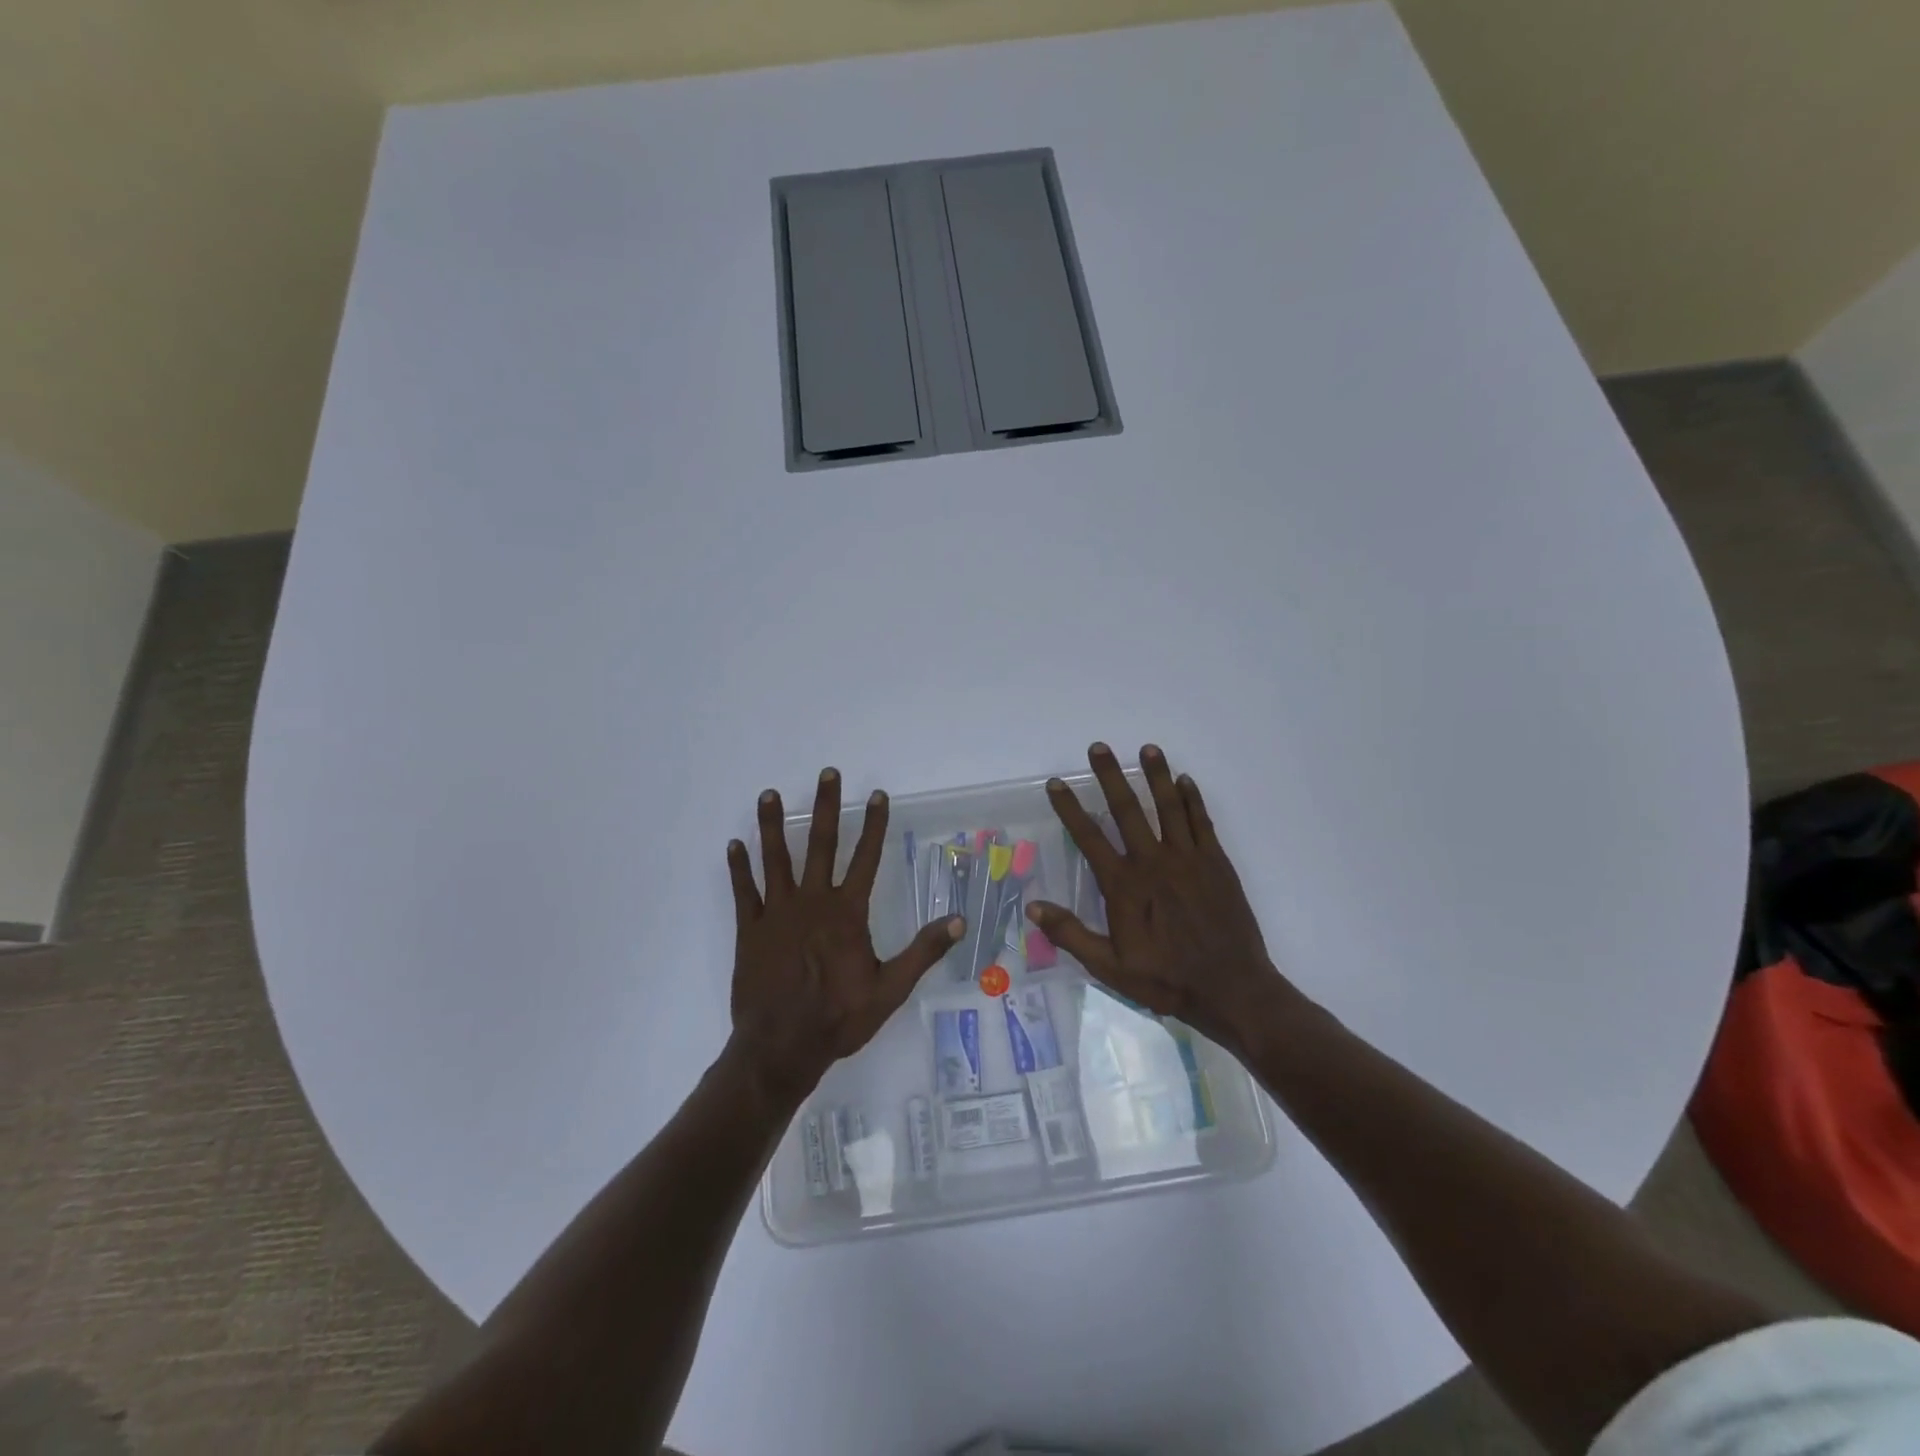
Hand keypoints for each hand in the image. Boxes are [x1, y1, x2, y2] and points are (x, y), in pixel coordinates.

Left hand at [727, 768, 963, 1104]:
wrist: (781, 1047)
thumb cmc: (839, 1018)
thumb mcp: (890, 989)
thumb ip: (923, 952)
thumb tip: (959, 921)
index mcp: (847, 913)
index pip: (866, 858)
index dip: (874, 825)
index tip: (876, 795)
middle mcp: (812, 902)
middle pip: (821, 844)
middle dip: (827, 806)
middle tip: (827, 773)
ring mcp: (777, 913)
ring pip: (776, 858)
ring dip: (773, 825)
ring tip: (769, 794)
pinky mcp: (750, 929)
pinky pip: (743, 891)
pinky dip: (739, 868)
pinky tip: (734, 844)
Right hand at [1026, 743, 1291, 1056]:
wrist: (1231, 988)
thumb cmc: (1166, 979)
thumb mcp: (1109, 967)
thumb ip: (1071, 934)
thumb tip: (1033, 908)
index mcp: (1124, 885)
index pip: (1089, 837)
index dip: (1070, 808)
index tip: (1057, 783)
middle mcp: (1153, 862)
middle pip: (1127, 809)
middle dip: (1110, 776)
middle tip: (1099, 747)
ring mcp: (1188, 859)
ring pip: (1169, 806)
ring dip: (1156, 775)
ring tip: (1148, 748)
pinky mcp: (1216, 863)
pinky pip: (1201, 822)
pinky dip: (1192, 799)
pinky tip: (1185, 781)